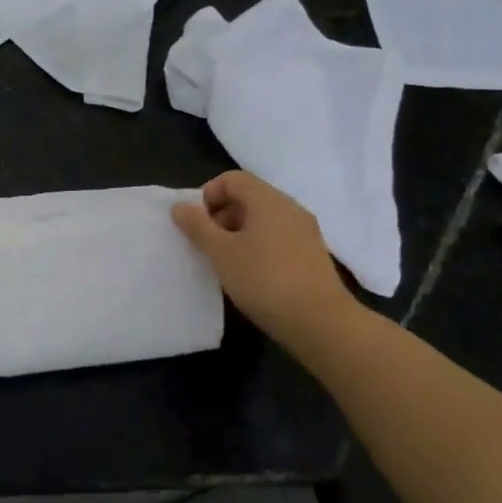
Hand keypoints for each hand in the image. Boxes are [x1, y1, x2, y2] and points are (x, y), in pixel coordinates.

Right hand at [172, 172, 362, 349]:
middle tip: (207, 245)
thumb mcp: (221, 253)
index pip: (232, 179)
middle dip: (221, 215)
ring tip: (226, 263)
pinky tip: (251, 275)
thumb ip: (198, 226)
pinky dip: (258, 246)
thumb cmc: (264, 280)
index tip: (197, 224)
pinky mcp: (312, 254)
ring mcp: (305, 232)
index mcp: (268, 200)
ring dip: (238, 233)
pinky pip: (277, 237)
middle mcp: (290, 208)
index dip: (208, 195)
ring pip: (263, 219)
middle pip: (248, 197)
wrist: (321, 323)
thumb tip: (180, 206)